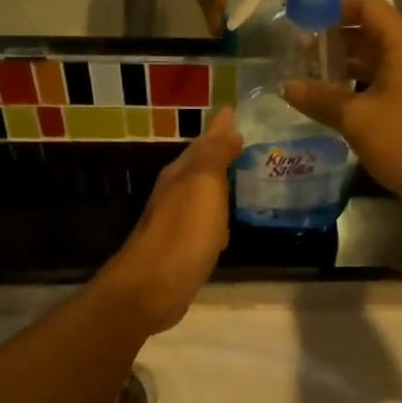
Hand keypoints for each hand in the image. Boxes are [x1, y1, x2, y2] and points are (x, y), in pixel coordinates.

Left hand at [99, 107, 242, 331]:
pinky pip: (206, 224)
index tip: (238, 113)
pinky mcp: (183, 250)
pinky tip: (228, 224)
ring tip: (246, 178)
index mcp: (180, 174)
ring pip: (203, 195)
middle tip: (248, 143)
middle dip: (222, 153)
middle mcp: (175, 193)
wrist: (152, 288)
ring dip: (221, 186)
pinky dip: (218, 217)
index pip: (204, 142)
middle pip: (201, 167)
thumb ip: (216, 154)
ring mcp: (177, 223)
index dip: (221, 129)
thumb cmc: (183, 233)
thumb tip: (228, 124)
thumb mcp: (203, 185)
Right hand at [282, 0, 401, 219]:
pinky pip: (376, 91)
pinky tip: (325, 106)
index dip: (333, 7)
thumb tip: (287, 86)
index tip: (300, 17)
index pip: (366, 7)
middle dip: (331, 40)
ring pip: (370, 66)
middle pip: (367, 35)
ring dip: (339, 69)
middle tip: (293, 50)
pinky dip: (351, 93)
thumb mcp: (358, 118)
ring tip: (302, 76)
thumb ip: (321, 99)